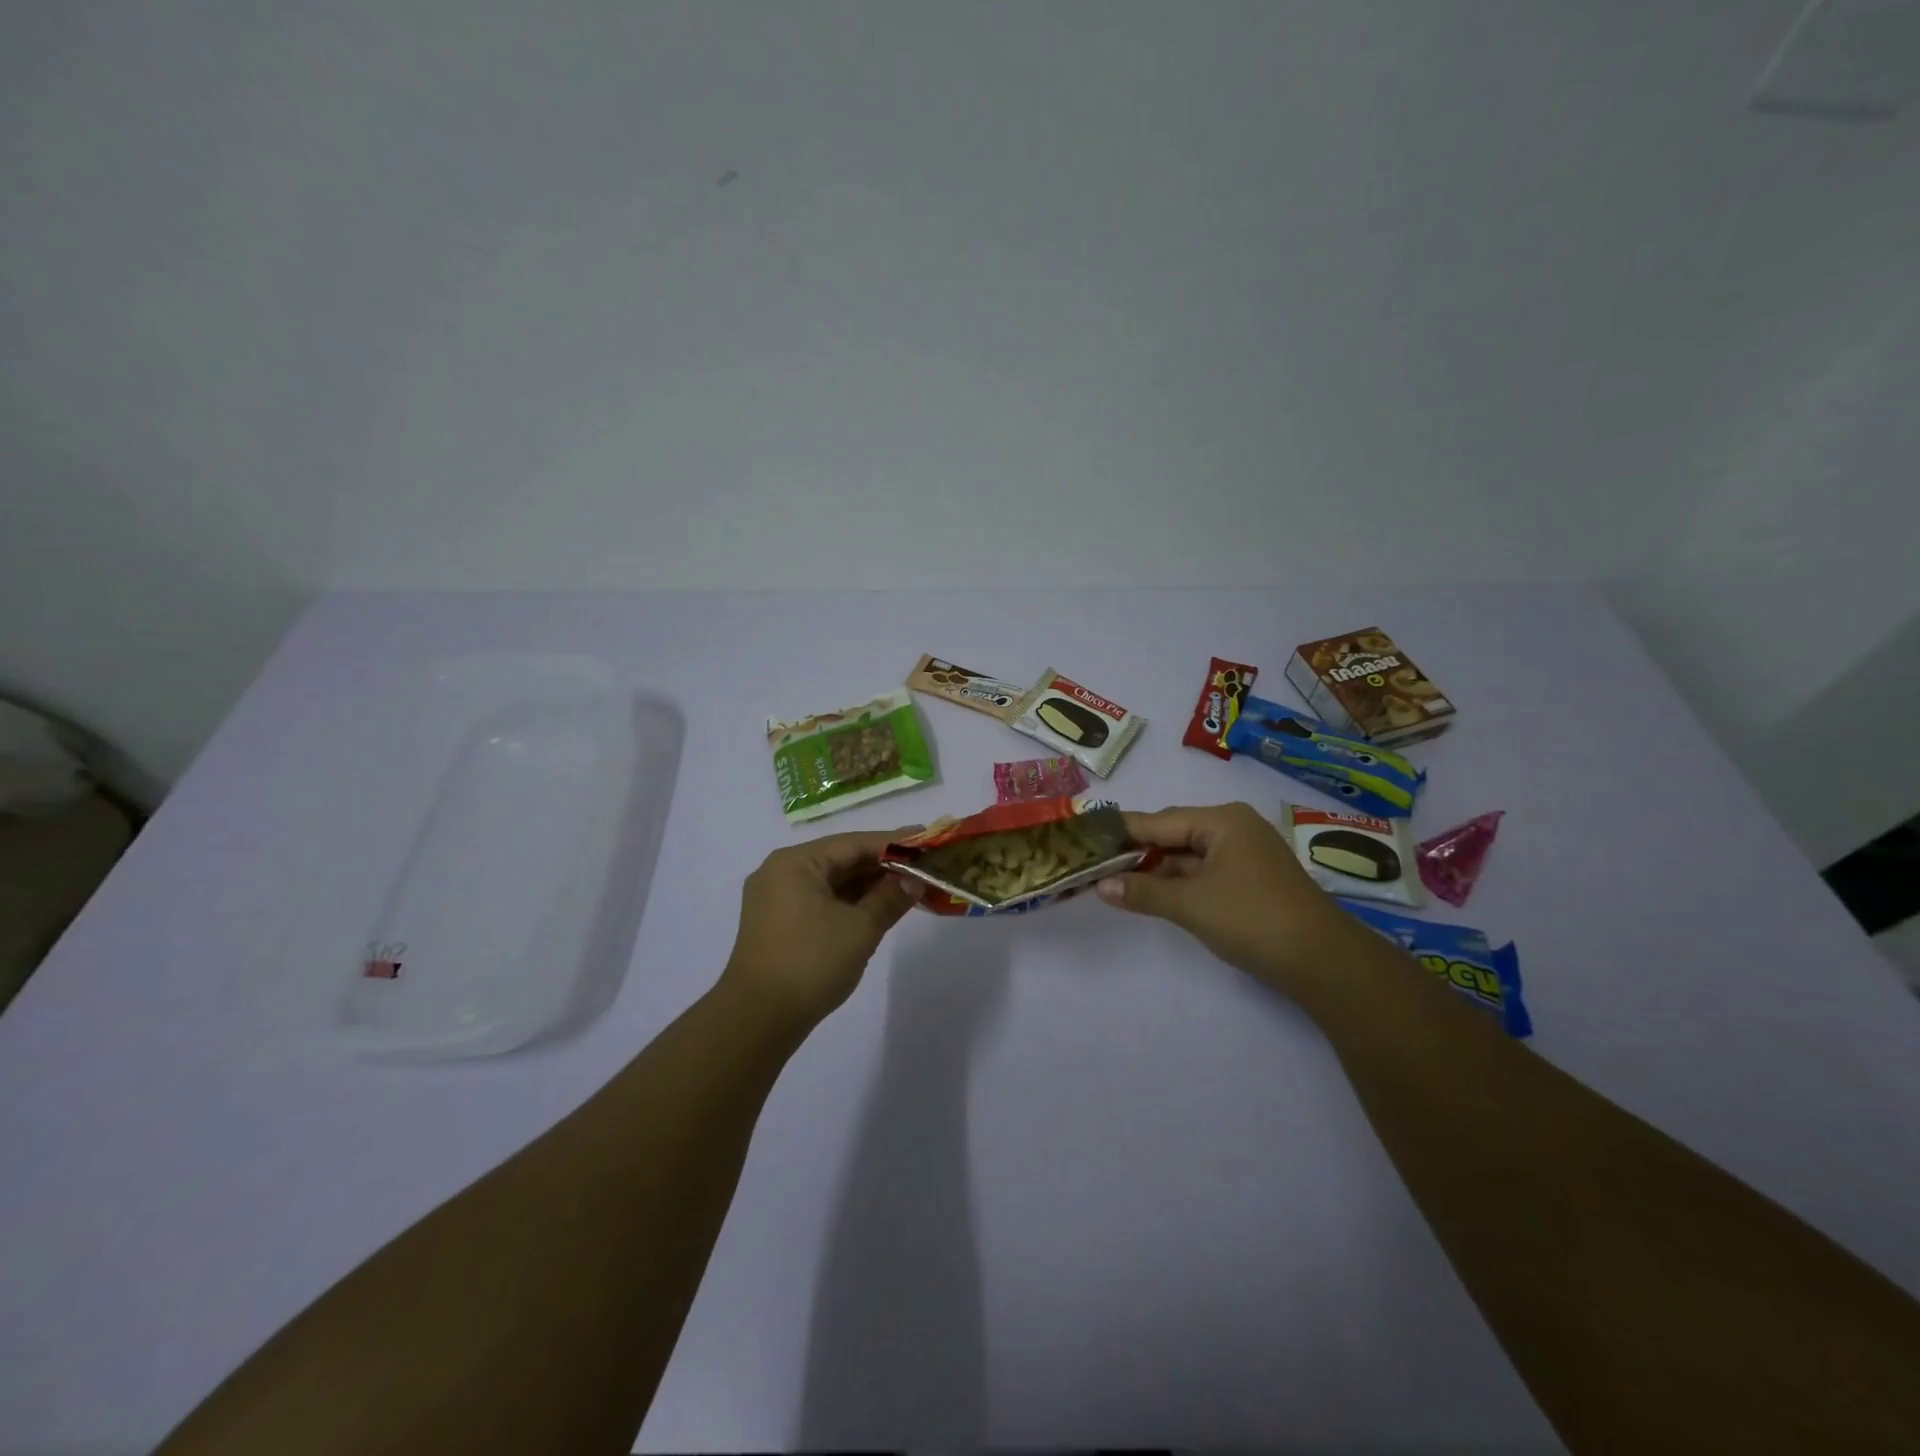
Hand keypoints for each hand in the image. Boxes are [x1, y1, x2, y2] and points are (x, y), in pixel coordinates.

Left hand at [721, 828, 919, 1031]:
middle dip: (882, 864)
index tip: (926, 838)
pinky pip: (821, 900)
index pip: (853, 843)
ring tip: (909, 885)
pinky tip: (878, 906)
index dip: (894, 842)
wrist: (757, 1020)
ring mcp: (776, 899)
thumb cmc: (811, 963)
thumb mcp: (860, 928)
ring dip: (868, 885)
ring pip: (832, 882)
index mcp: (795, 863)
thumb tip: (914, 879)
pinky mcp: (779, 924)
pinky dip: (850, 902)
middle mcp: (781, 872)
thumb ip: (890, 897)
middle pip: (841, 859)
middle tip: (923, 864)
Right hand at [1096, 802, 1357, 993]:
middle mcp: (1234, 827)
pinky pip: (1204, 871)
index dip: (1121, 832)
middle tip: (1096, 864)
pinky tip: (1154, 894)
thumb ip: (1142, 891)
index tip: (1085, 837)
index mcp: (1221, 821)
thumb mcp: (1191, 905)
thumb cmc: (1252, 919)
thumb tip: (1101, 885)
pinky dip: (1180, 882)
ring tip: (1116, 881)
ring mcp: (1245, 853)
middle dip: (1137, 851)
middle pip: (1173, 834)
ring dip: (1158, 870)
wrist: (1323, 961)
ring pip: (1188, 855)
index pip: (1158, 821)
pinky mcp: (1251, 879)